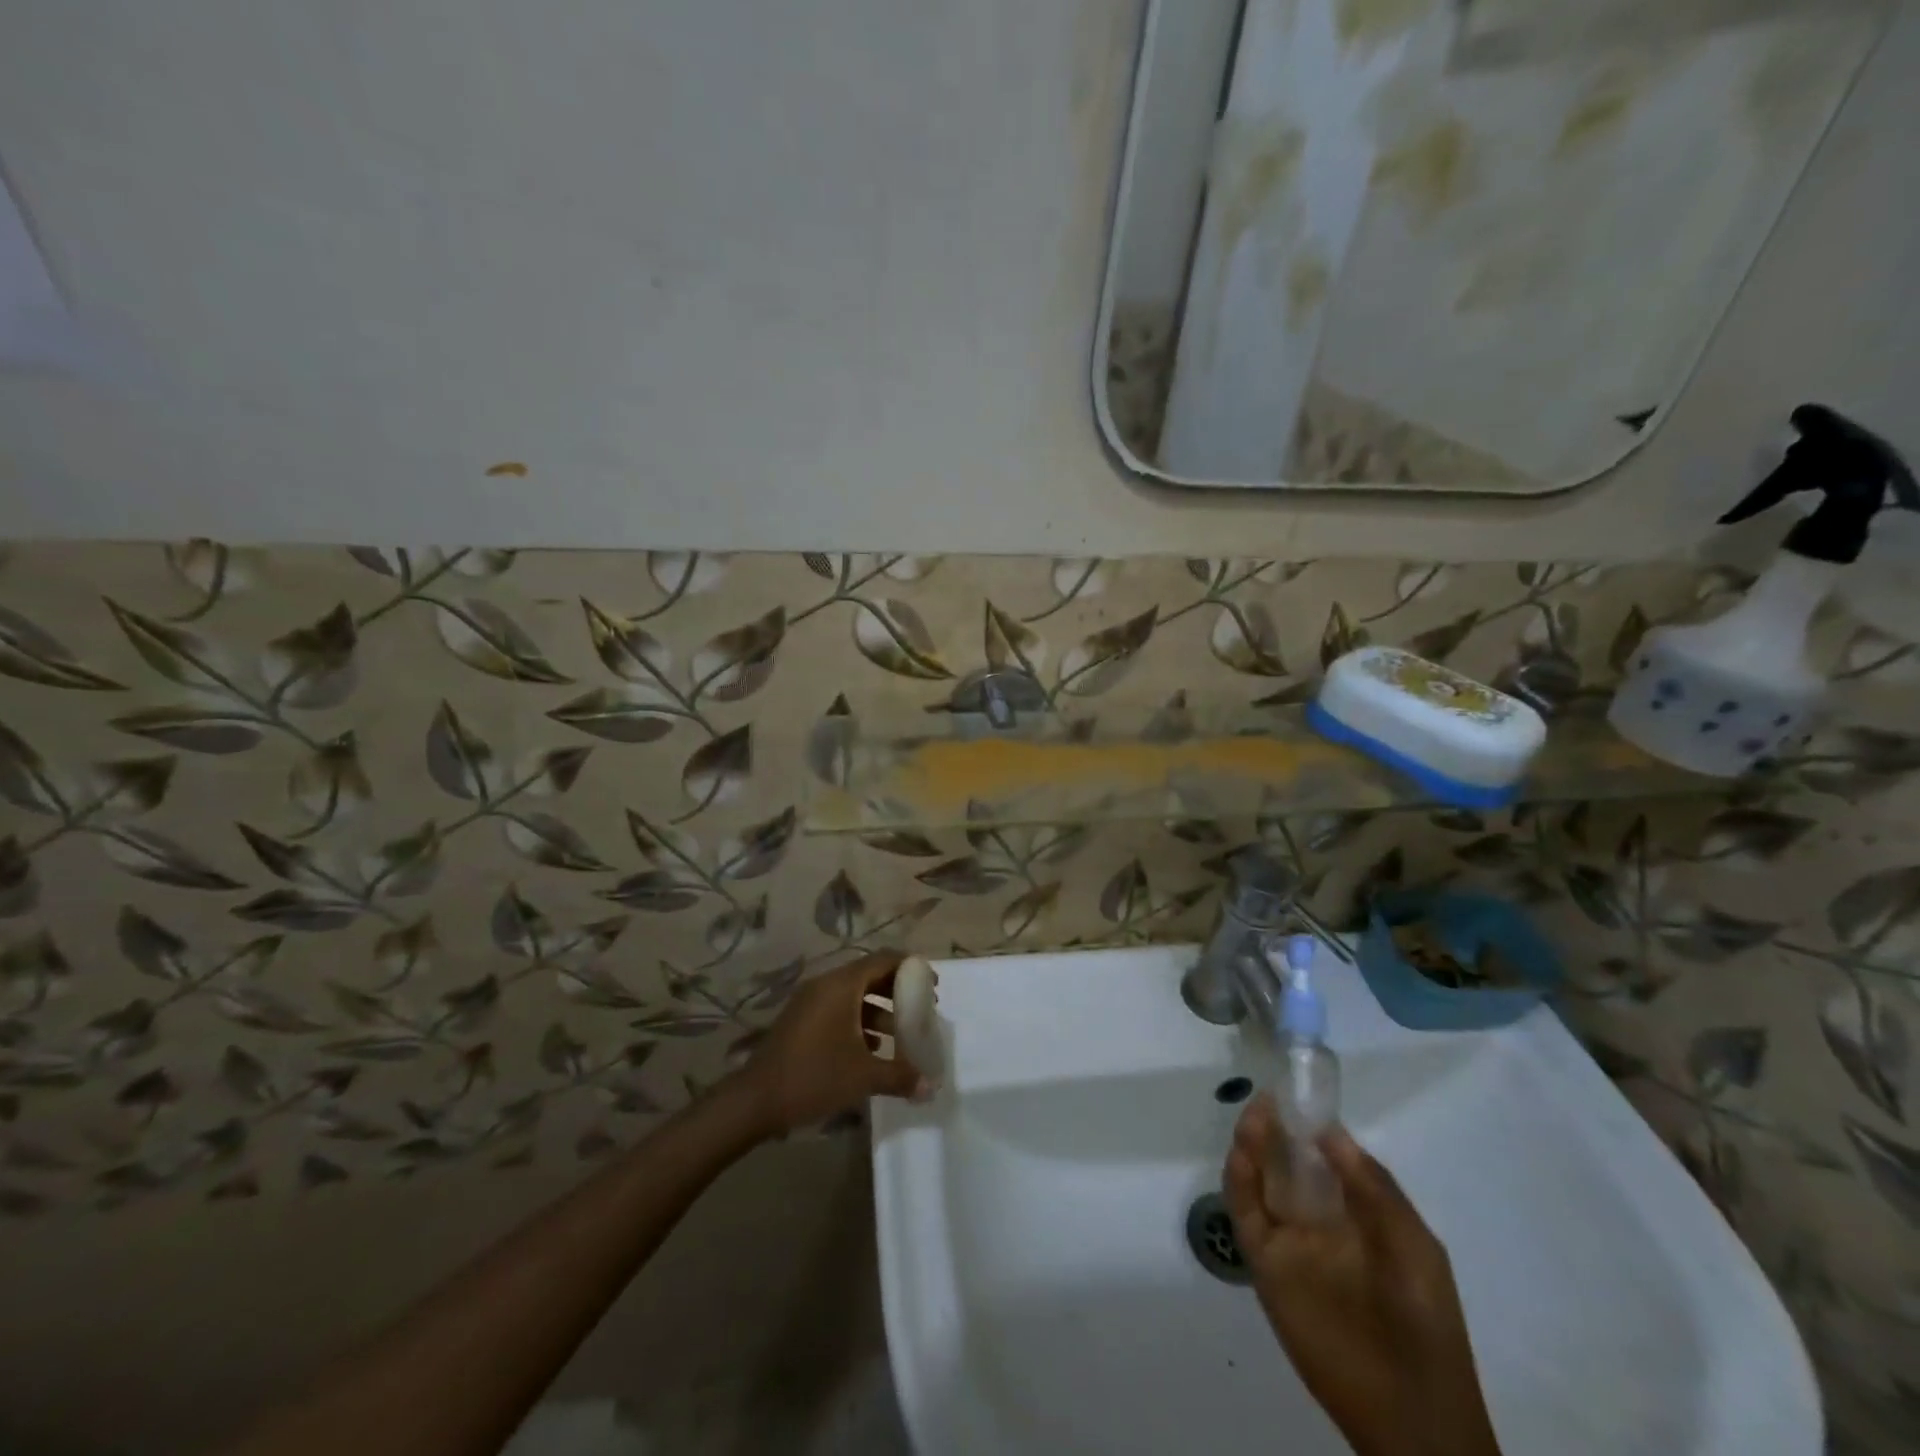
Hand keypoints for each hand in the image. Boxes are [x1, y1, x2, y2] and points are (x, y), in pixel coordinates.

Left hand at [731, 950, 929, 1136]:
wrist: (755, 1100)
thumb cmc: (813, 1076)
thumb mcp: (862, 1077)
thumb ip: (900, 1076)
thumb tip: (930, 1086)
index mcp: (841, 986)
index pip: (883, 960)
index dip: (911, 968)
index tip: (932, 985)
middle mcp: (826, 985)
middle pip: (869, 975)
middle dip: (897, 990)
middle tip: (921, 1008)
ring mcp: (810, 1002)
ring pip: (853, 995)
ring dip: (879, 1009)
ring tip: (901, 1033)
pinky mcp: (801, 1020)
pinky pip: (838, 1009)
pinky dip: (859, 1020)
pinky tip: (872, 1048)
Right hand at [1223, 1097, 1501, 1455]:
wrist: (1410, 1415)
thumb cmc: (1424, 1322)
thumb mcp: (1414, 1246)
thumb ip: (1374, 1186)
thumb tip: (1329, 1130)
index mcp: (1359, 1215)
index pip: (1326, 1157)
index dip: (1311, 1124)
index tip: (1296, 1093)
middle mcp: (1320, 1220)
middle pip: (1287, 1162)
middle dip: (1276, 1128)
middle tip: (1267, 1100)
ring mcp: (1291, 1242)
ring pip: (1261, 1180)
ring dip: (1253, 1145)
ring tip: (1254, 1116)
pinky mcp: (1266, 1265)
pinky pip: (1246, 1214)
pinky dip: (1238, 1180)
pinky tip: (1241, 1154)